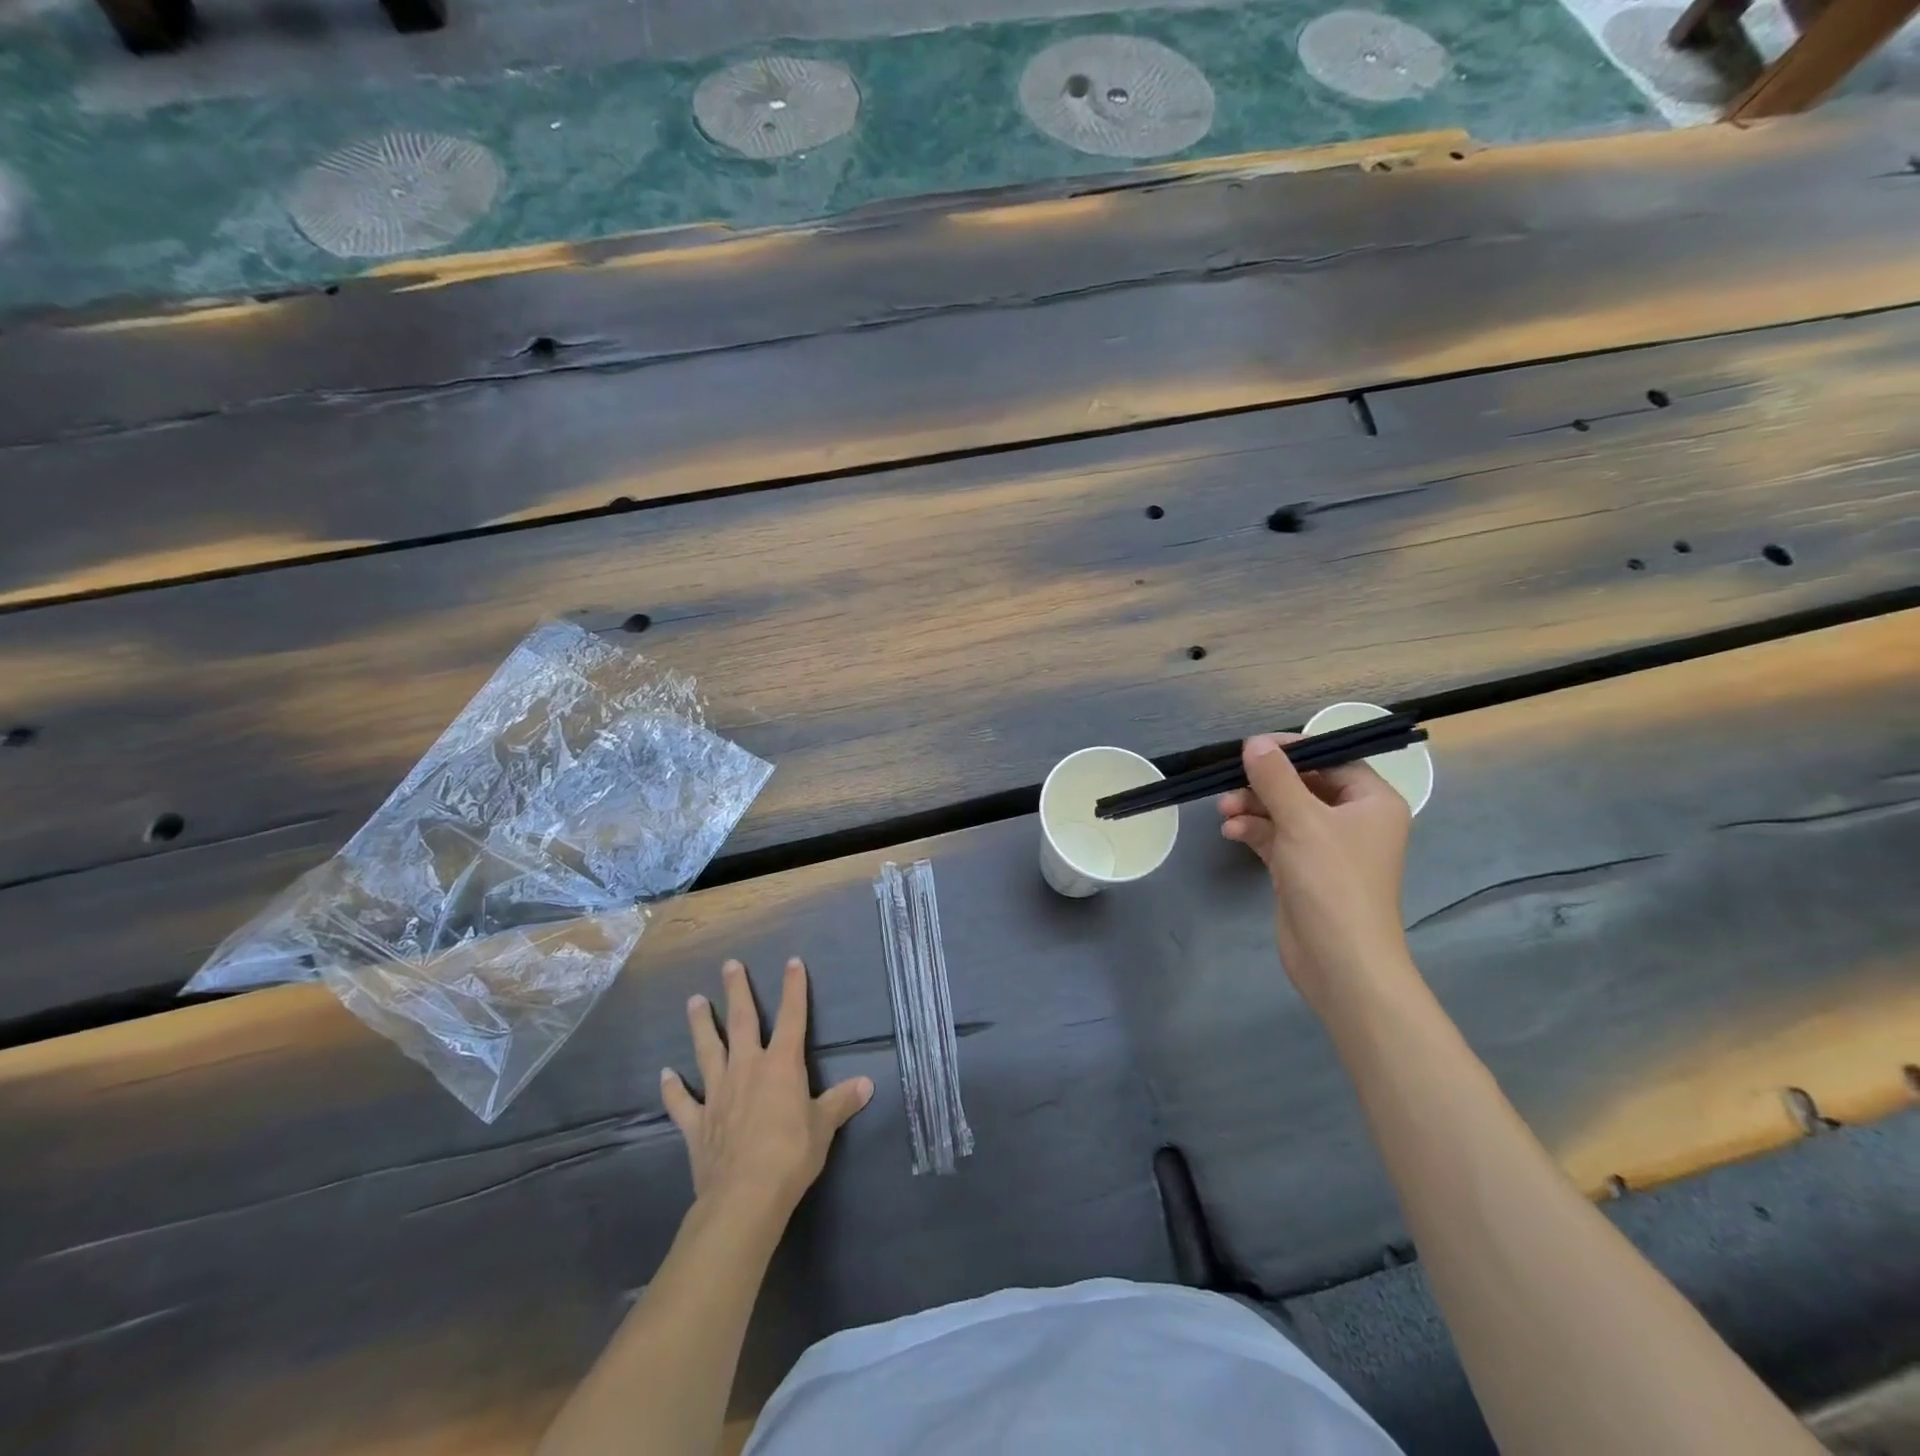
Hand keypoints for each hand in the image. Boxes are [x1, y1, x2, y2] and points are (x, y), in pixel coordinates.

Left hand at [661, 958, 872, 1219]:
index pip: (792, 1018)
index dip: (794, 988)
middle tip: (729, 965)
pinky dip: (673, 1088)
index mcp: (781, 1066)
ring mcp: (717, 1094)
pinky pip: (682, 1102)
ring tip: (694, 1000)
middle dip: (736, 991)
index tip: (793, 962)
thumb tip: (867, 1084)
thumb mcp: (824, 1127)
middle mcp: (747, 1069)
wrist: (744, 1197)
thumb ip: (841, 1102)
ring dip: (700, 1025)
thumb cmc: (791, 1156)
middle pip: (741, 1022)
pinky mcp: (696, 1123)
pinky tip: (665, 1074)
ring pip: (707, 1050)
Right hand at [1218, 734, 1414, 1013]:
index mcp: (1371, 801)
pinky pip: (1275, 837)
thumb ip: (1275, 778)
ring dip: (1253, 807)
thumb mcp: (1302, 821)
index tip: (1251, 747)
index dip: (1292, 750)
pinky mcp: (1303, 869)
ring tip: (1224, 812)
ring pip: (1284, 811)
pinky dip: (1253, 830)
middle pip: (1303, 784)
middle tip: (1228, 783)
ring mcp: (1327, 847)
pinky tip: (1231, 832)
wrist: (1339, 961)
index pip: (1332, 758)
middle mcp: (1353, 819)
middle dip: (1263, 784)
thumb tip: (1254, 742)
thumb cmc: (1332, 882)